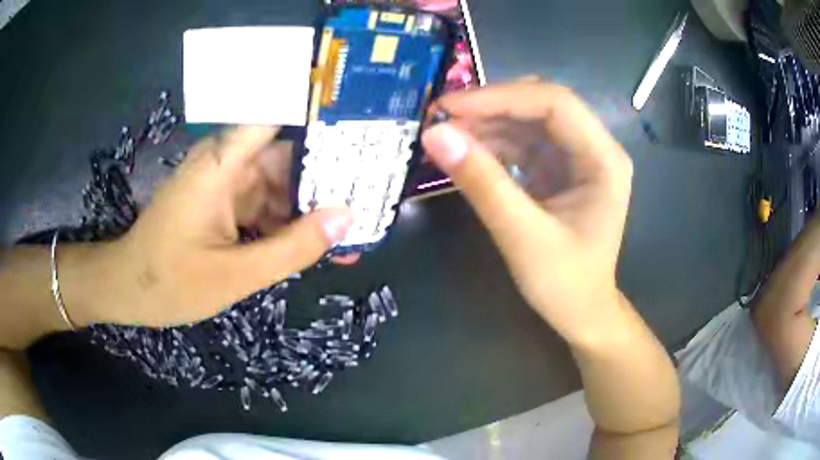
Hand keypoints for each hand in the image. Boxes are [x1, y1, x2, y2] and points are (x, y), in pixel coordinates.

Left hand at [84, 126, 352, 325]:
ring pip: (278, 183)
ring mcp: (224, 182)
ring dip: (309, 207)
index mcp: (223, 162)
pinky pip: (263, 203)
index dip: (320, 111)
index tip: (362, 122)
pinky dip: (286, 222)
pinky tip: (313, 244)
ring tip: (350, 231)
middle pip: (287, 154)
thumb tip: (346, 217)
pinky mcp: (221, 201)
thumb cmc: (170, 281)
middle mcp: (226, 161)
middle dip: (326, 177)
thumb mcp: (235, 274)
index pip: (279, 113)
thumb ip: (292, 247)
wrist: (128, 290)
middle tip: (370, 195)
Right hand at [422, 80, 632, 343]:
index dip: (501, 96)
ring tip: (444, 134)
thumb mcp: (523, 237)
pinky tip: (464, 151)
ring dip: (486, 123)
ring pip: (527, 121)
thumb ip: (482, 184)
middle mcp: (594, 149)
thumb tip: (434, 134)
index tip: (450, 106)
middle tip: (441, 116)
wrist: (581, 315)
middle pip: (540, 105)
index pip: (555, 103)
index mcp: (603, 159)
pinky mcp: (557, 171)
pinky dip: (491, 144)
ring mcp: (575, 158)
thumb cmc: (565, 285)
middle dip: (491, 106)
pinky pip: (522, 144)